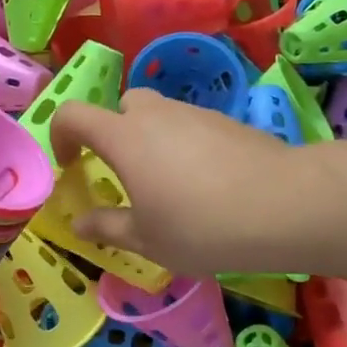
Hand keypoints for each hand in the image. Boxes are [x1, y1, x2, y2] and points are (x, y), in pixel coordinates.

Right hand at [50, 89, 298, 278]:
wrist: (286, 205)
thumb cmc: (202, 226)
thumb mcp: (147, 239)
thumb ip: (108, 227)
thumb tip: (79, 223)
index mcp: (123, 137)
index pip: (72, 114)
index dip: (60, 135)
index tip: (70, 165)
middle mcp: (154, 114)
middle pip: (121, 107)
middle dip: (113, 134)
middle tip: (126, 174)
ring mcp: (193, 113)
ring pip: (158, 115)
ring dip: (151, 140)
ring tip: (170, 185)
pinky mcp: (226, 120)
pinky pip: (190, 125)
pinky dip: (184, 145)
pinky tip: (207, 183)